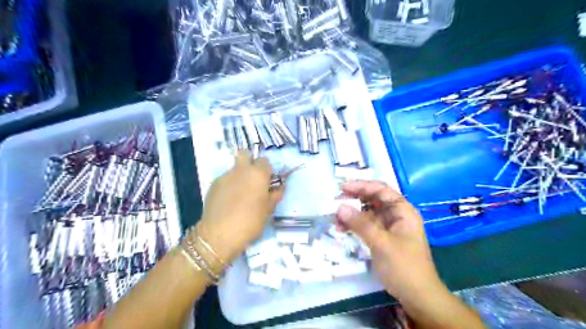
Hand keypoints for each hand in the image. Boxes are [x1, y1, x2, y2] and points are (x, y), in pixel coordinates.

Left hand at [195, 152, 284, 263]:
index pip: (265, 161)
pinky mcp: (213, 184)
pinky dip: (229, 185)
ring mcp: (225, 176)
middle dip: (250, 161)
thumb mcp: (268, 209)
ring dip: (239, 175)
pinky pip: (225, 179)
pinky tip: (228, 200)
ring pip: (234, 168)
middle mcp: (241, 170)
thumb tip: (280, 186)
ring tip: (239, 193)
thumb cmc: (250, 222)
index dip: (267, 170)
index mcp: (258, 174)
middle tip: (252, 178)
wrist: (220, 234)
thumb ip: (276, 194)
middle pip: (245, 154)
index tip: (267, 182)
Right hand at [336, 181, 441, 301]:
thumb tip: (339, 207)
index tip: (342, 187)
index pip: (381, 190)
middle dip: (355, 199)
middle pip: (373, 199)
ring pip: (368, 213)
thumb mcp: (381, 244)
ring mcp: (389, 227)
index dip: (362, 186)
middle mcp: (396, 215)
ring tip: (336, 219)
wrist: (418, 297)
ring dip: (352, 214)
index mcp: (403, 211)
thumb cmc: (404, 267)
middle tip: (336, 202)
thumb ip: (360, 224)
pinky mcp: (383, 238)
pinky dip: (355, 226)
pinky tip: (342, 229)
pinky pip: (366, 226)